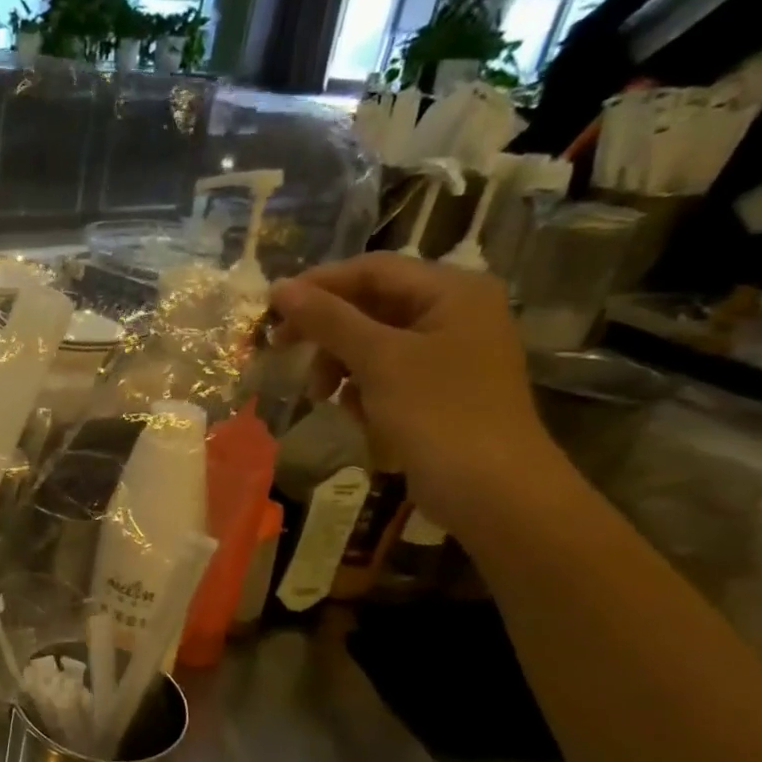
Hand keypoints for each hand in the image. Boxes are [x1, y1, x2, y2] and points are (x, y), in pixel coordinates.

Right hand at [271, 252, 568, 533]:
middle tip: (281, 349)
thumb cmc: (439, 414)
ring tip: (320, 393)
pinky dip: (359, 386)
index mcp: (452, 292)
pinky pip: (384, 372)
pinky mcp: (437, 389)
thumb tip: (279, 287)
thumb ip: (328, 320)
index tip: (270, 310)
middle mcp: (454, 313)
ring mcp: (447, 353)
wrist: (492, 491)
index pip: (373, 269)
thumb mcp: (378, 360)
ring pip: (372, 341)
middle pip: (371, 304)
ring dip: (338, 362)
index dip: (319, 285)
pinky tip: (352, 411)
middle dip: (326, 330)